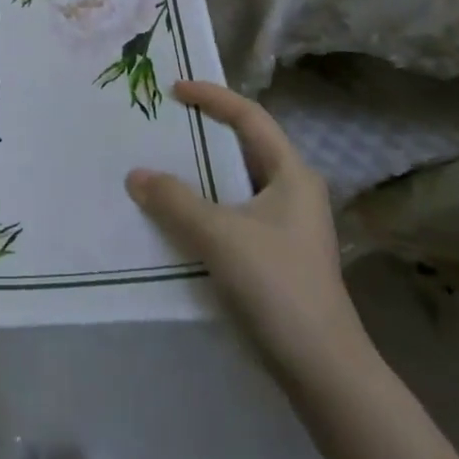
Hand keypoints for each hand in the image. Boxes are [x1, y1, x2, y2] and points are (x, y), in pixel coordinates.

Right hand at [126, 81, 368, 382]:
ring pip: (235, 183)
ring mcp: (286, 226)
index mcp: (291, 174)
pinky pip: (232, 212)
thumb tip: (136, 175)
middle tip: (162, 123)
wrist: (322, 369)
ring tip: (159, 164)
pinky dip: (204, 205)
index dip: (212, 97)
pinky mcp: (275, 255)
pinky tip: (176, 216)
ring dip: (200, 173)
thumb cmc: (277, 286)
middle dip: (203, 132)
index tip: (174, 88)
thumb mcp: (219, 235)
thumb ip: (174, 200)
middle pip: (243, 146)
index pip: (249, 117)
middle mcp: (292, 191)